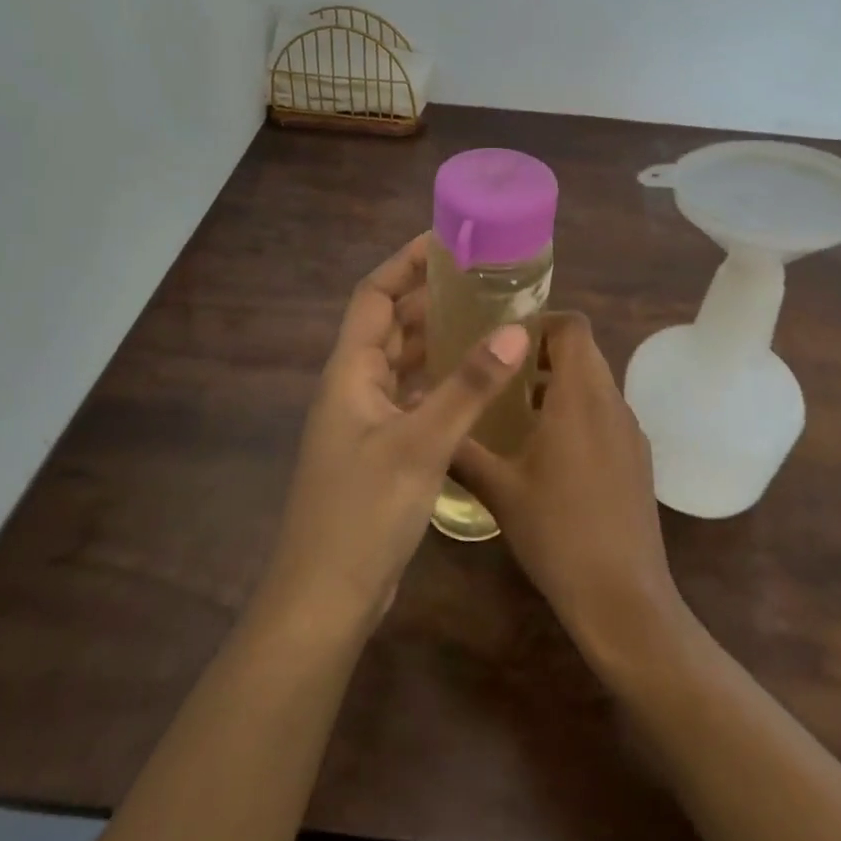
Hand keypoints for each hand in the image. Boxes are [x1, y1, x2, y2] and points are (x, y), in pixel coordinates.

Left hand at [259, 233, 530, 636]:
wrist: (325, 598)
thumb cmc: (363, 512)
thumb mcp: (420, 443)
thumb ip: (468, 386)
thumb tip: (515, 329)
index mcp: (349, 372)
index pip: (373, 295)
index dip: (404, 264)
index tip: (447, 242)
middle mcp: (353, 388)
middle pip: (389, 325)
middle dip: (429, 298)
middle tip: (482, 281)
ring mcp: (364, 422)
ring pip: (402, 363)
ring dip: (437, 340)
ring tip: (486, 321)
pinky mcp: (379, 452)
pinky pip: (411, 398)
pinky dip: (439, 383)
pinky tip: (474, 385)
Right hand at [452, 312, 685, 668]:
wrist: (623, 598)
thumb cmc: (557, 533)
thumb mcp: (499, 490)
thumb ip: (461, 448)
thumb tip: (422, 416)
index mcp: (581, 397)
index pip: (573, 326)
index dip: (540, 321)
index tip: (503, 338)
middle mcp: (612, 404)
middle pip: (584, 352)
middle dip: (542, 352)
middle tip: (498, 371)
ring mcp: (630, 433)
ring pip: (595, 385)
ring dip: (559, 384)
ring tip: (514, 408)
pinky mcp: (637, 460)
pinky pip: (605, 415)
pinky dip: (577, 413)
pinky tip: (545, 451)